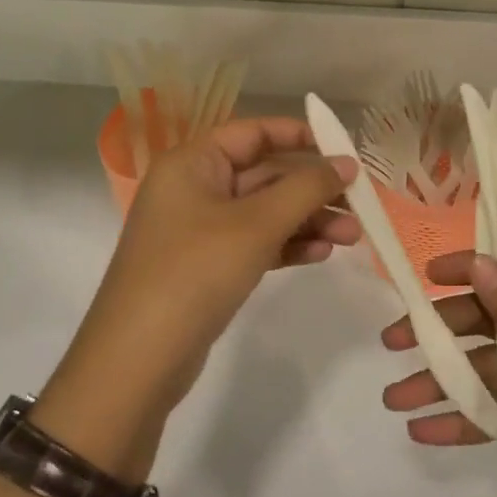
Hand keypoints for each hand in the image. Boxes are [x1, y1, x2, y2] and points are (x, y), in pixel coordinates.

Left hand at [79, 117, 360, 409]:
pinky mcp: (207, 267)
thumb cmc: (195, 272)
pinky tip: (322, 254)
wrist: (136, 364)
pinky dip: (287, 246)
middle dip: (312, 190)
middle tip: (359, 205)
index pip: (253, 133)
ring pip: (264, 212)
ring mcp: (199, 230)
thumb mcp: (256, 225)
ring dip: (307, 221)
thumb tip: (347, 163)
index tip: (343, 148)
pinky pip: (255, 243)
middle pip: (264, 175)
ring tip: (352, 237)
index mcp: (193, 163)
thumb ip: (306, 188)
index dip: (300, 135)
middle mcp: (194, 188)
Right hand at [381, 251, 496, 496]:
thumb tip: (480, 261)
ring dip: (441, 382)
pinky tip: (421, 431)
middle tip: (391, 340)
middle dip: (441, 333)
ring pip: (485, 370)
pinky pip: (494, 412)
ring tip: (392, 397)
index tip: (428, 275)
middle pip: (491, 323)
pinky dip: (461, 420)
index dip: (473, 268)